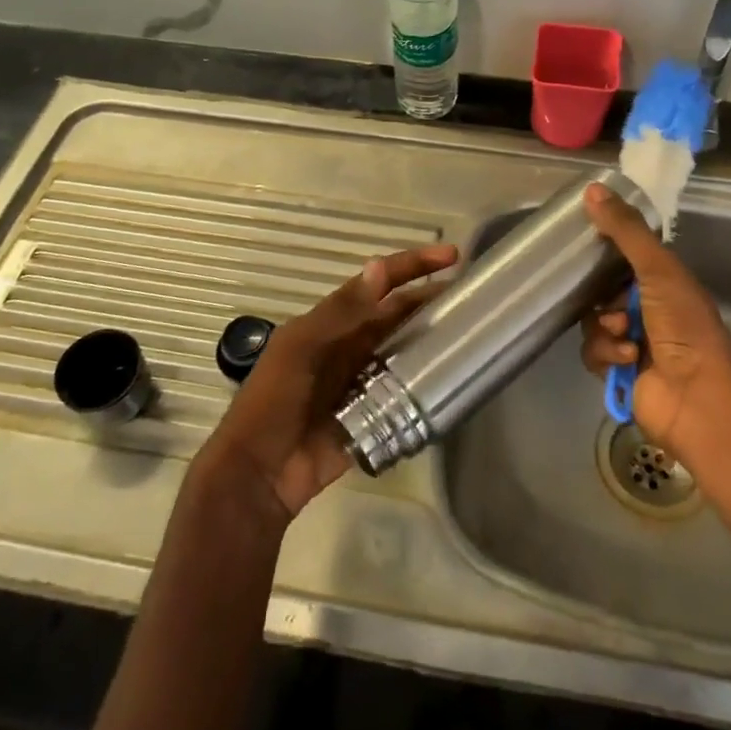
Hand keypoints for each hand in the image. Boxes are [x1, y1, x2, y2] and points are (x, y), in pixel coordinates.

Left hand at [198, 243, 457, 521]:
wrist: (257, 474)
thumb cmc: (273, 401)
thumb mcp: (300, 348)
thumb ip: (342, 311)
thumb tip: (380, 266)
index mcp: (331, 324)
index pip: (378, 285)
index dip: (412, 266)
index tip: (452, 255)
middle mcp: (350, 346)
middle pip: (397, 316)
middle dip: (429, 301)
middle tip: (473, 298)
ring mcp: (362, 382)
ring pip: (404, 352)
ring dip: (431, 342)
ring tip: (472, 335)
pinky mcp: (372, 416)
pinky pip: (404, 394)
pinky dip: (425, 386)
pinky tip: (452, 381)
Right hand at [579, 184, 730, 461]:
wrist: (697, 396)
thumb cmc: (684, 325)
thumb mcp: (658, 269)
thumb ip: (626, 231)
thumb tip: (592, 188)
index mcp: (663, 283)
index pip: (624, 259)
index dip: (604, 253)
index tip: (583, 243)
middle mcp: (648, 309)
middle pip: (602, 291)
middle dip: (602, 296)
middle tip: (609, 301)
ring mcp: (632, 341)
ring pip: (593, 321)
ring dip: (604, 327)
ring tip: (625, 335)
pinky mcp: (617, 371)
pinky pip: (592, 352)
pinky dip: (606, 353)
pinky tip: (626, 358)